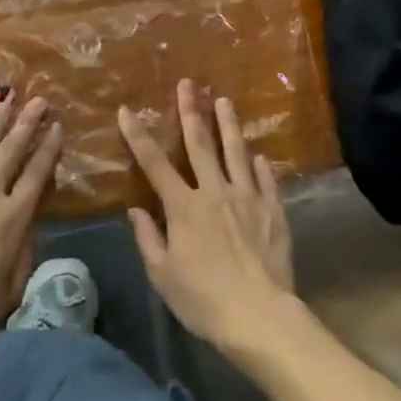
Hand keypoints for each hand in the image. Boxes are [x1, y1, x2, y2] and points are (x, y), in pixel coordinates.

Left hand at [0, 95, 62, 357]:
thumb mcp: (15, 283)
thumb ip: (26, 244)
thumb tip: (32, 216)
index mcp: (14, 217)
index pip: (38, 173)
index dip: (49, 147)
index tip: (58, 125)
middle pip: (12, 150)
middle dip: (28, 122)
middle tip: (39, 99)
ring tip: (8, 100)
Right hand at [120, 79, 294, 357]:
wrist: (260, 317)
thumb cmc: (204, 300)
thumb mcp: (163, 277)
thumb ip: (148, 239)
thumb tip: (135, 209)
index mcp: (184, 206)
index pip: (154, 163)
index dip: (138, 135)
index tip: (127, 110)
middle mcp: (214, 191)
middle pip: (200, 143)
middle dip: (190, 111)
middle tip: (188, 83)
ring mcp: (247, 197)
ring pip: (236, 152)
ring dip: (228, 124)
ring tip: (223, 100)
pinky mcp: (272, 209)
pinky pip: (265, 180)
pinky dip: (260, 165)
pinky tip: (258, 154)